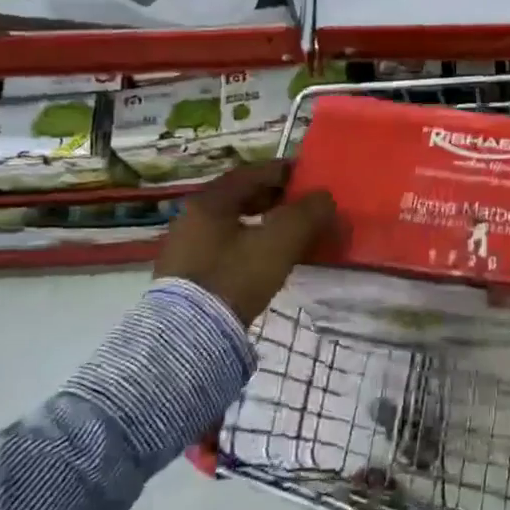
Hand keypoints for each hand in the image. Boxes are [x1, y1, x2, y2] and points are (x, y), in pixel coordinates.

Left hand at [158, 161, 336, 324]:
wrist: (189, 337)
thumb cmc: (234, 278)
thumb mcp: (279, 243)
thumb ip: (306, 214)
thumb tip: (324, 197)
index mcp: (210, 201)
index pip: (251, 173)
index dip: (283, 172)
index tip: (307, 177)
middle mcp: (191, 217)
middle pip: (239, 196)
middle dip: (273, 198)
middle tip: (301, 205)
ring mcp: (184, 247)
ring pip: (231, 222)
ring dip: (260, 222)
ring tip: (286, 234)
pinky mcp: (184, 275)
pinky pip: (222, 245)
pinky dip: (246, 242)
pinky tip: (262, 259)